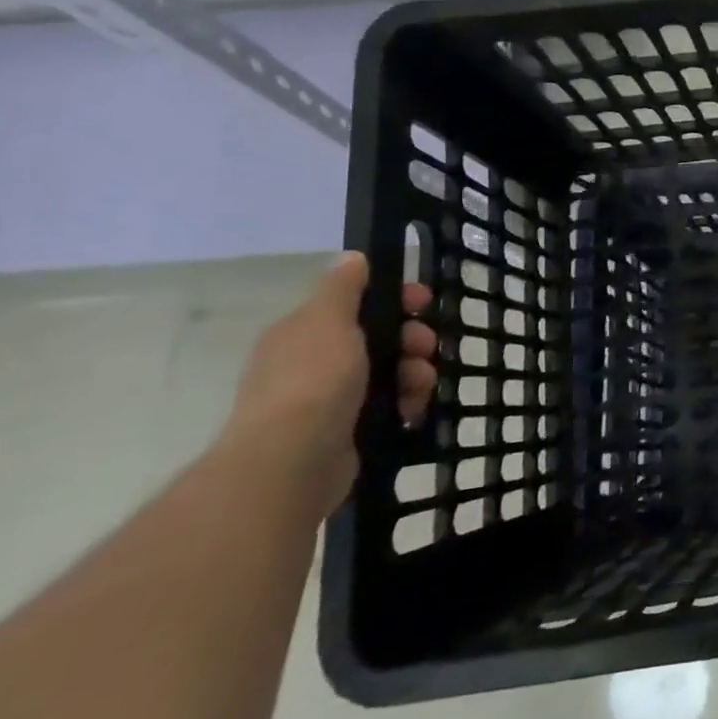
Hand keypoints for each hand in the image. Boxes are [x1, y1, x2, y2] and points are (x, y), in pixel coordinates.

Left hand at [218, 253, 436, 514]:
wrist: (292, 461)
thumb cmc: (313, 381)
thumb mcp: (328, 321)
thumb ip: (342, 288)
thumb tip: (351, 257)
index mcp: (305, 332)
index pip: (358, 304)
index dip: (395, 299)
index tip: (424, 303)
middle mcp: (314, 363)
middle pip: (381, 339)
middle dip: (412, 340)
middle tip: (426, 349)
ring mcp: (330, 400)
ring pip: (391, 373)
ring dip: (415, 374)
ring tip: (420, 387)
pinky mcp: (348, 431)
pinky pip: (390, 406)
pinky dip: (407, 404)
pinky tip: (412, 411)